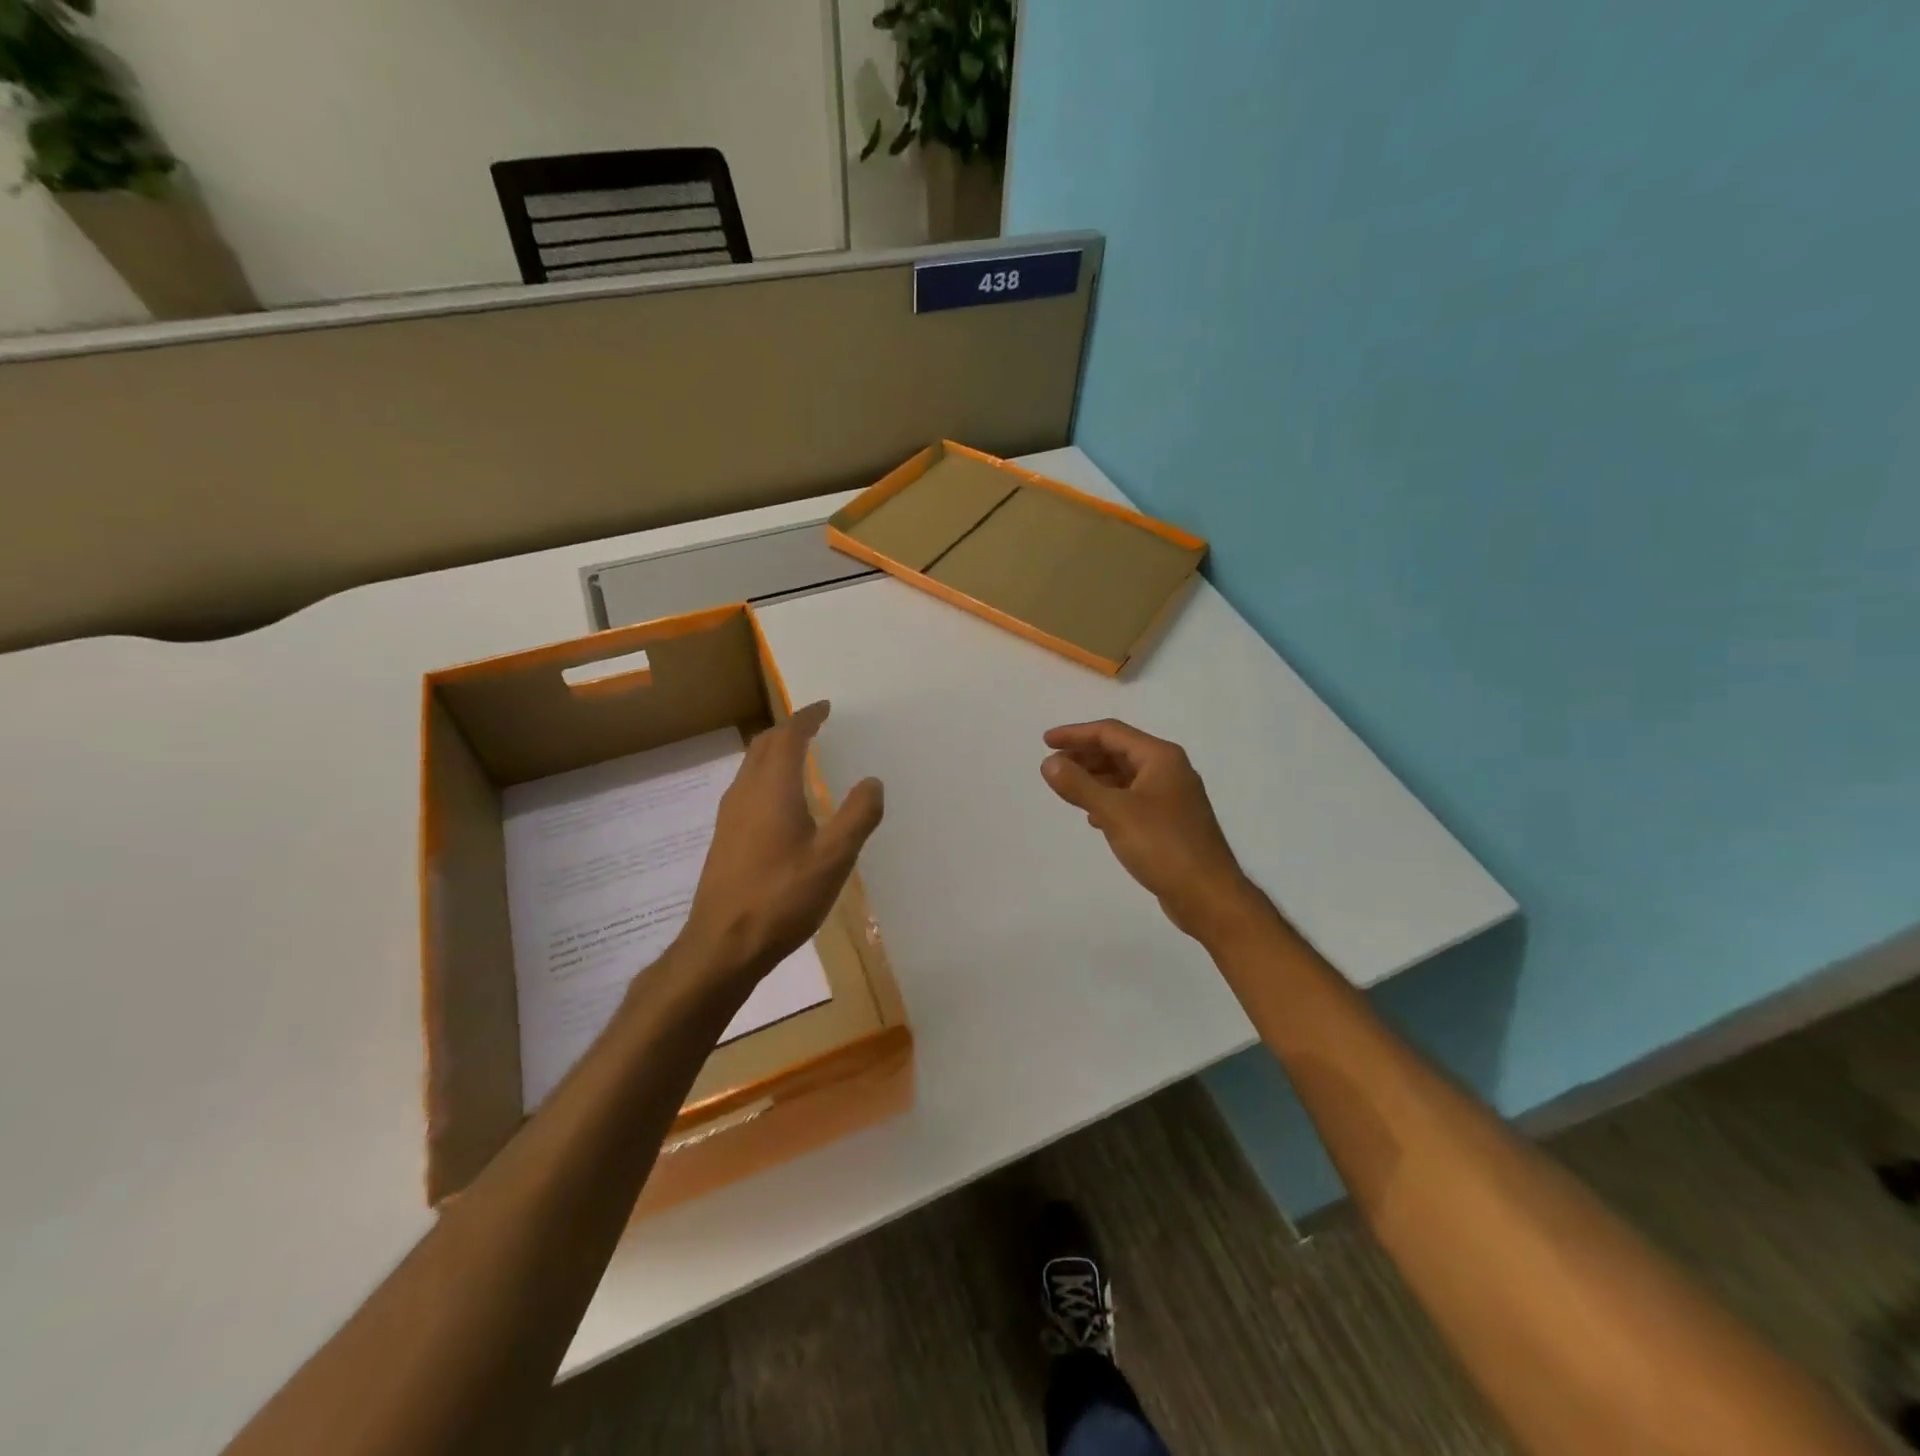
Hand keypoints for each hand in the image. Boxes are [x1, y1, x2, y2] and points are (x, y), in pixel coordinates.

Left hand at [681, 701, 883, 985]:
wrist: (722, 945)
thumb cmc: (782, 898)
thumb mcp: (833, 859)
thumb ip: (857, 816)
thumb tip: (872, 781)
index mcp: (772, 789)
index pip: (788, 737)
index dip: (806, 718)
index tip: (824, 707)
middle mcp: (745, 793)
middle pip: (764, 745)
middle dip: (789, 729)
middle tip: (814, 726)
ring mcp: (730, 816)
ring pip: (751, 766)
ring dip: (775, 752)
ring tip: (800, 756)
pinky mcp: (725, 838)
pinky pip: (747, 788)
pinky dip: (767, 776)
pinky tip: (781, 801)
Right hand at [1040, 719, 1263, 944]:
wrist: (1208, 895)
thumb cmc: (1163, 846)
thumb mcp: (1114, 812)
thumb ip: (1079, 785)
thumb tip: (1048, 763)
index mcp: (1160, 758)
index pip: (1111, 733)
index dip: (1075, 734)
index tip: (1045, 742)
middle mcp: (1169, 770)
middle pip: (1119, 751)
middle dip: (1084, 756)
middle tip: (1052, 766)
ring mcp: (1172, 797)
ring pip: (1126, 776)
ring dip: (1095, 778)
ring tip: (1067, 789)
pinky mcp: (1170, 821)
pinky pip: (1133, 799)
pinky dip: (1110, 800)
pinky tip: (1093, 817)